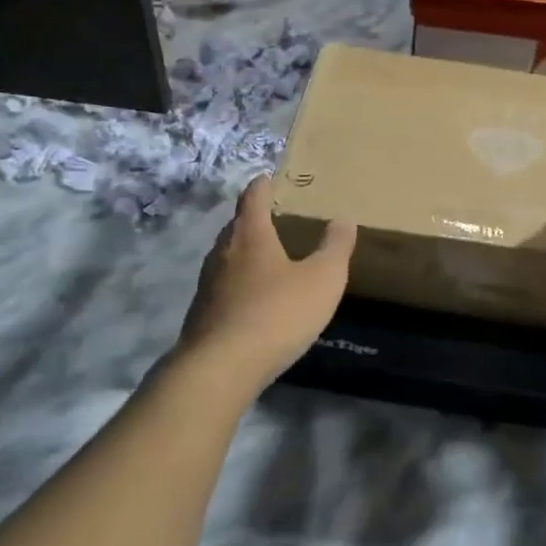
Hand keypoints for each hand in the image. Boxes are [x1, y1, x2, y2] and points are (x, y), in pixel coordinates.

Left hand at [175, 174, 357, 388]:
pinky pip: (223, 288)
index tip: (267, 177)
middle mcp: (223, 252)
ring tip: (267, 258)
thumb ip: (335, 247)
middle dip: (253, 219)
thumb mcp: (322, 279)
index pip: (252, 198)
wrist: (220, 368)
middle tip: (274, 218)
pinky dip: (239, 284)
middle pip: (236, 227)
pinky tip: (255, 300)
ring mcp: (207, 285)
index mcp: (250, 235)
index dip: (262, 186)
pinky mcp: (202, 315)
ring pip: (227, 258)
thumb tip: (343, 218)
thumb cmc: (277, 313)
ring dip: (245, 254)